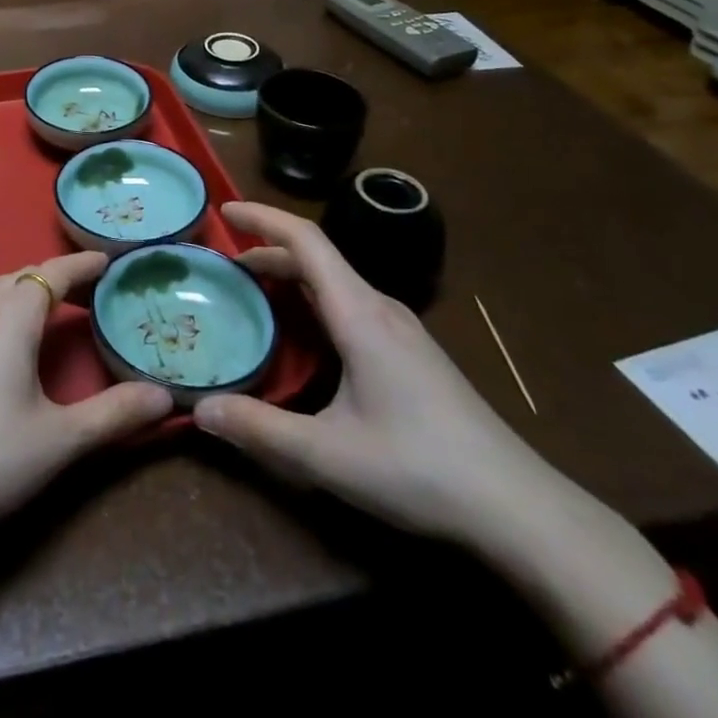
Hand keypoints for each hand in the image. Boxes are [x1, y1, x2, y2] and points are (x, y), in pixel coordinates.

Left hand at [0, 251, 174, 548]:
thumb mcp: (61, 441)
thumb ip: (115, 415)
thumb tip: (168, 398)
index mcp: (11, 317)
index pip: (52, 273)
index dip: (81, 265)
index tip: (107, 260)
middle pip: (21, 277)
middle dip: (56, 277)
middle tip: (88, 291)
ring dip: (21, 288)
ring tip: (44, 305)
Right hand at [193, 202, 567, 545]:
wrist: (519, 508)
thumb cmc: (420, 469)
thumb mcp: (328, 455)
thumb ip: (260, 430)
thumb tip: (198, 410)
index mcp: (359, 313)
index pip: (305, 240)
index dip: (262, 217)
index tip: (223, 210)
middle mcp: (380, 308)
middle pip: (316, 258)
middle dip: (266, 252)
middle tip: (222, 270)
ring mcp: (401, 329)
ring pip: (334, 282)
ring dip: (290, 277)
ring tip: (253, 297)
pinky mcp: (411, 352)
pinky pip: (350, 305)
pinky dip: (312, 301)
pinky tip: (302, 337)